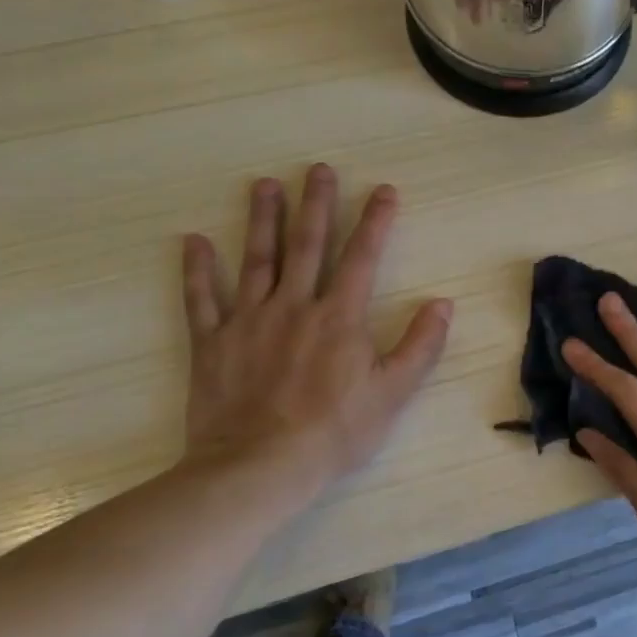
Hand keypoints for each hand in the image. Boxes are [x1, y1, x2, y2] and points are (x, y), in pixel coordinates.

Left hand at [179, 167, 452, 509]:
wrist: (259, 467)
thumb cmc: (334, 432)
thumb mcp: (393, 393)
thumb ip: (421, 345)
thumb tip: (444, 303)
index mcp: (340, 316)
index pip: (363, 256)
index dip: (376, 220)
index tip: (384, 189)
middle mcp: (295, 305)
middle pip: (307, 244)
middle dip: (316, 204)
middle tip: (318, 169)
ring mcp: (249, 320)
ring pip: (257, 259)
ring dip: (262, 219)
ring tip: (264, 185)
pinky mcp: (213, 342)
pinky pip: (202, 299)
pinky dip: (197, 269)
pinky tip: (193, 241)